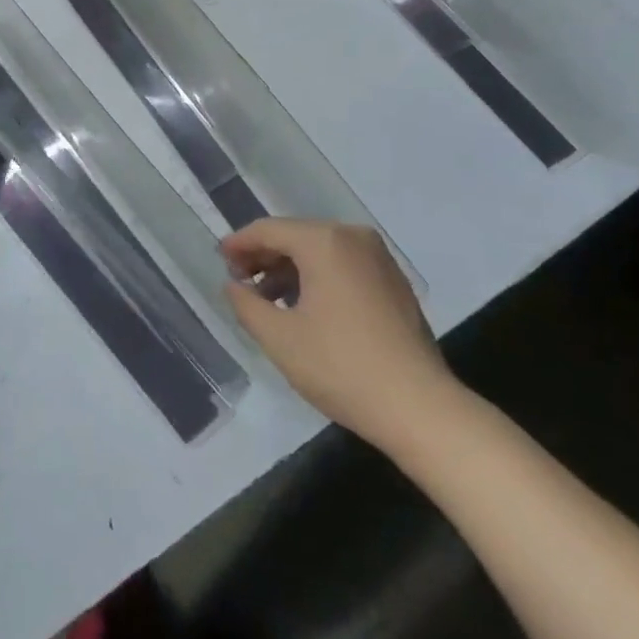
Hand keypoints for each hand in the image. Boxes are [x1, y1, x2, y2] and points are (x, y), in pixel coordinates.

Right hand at [224, 218, 456, 450]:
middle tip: (239, 281)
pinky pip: (343, 265)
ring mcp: (378, 258)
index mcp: (324, 241)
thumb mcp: (279, 338)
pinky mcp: (393, 281)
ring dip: (290, 269)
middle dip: (264, 256)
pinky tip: (304, 307)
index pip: (269, 230)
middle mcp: (353, 237)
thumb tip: (233, 285)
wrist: (419, 408)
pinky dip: (318, 277)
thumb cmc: (341, 367)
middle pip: (296, 235)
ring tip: (267, 299)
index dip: (239, 243)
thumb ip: (246, 304)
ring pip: (320, 250)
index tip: (219, 259)